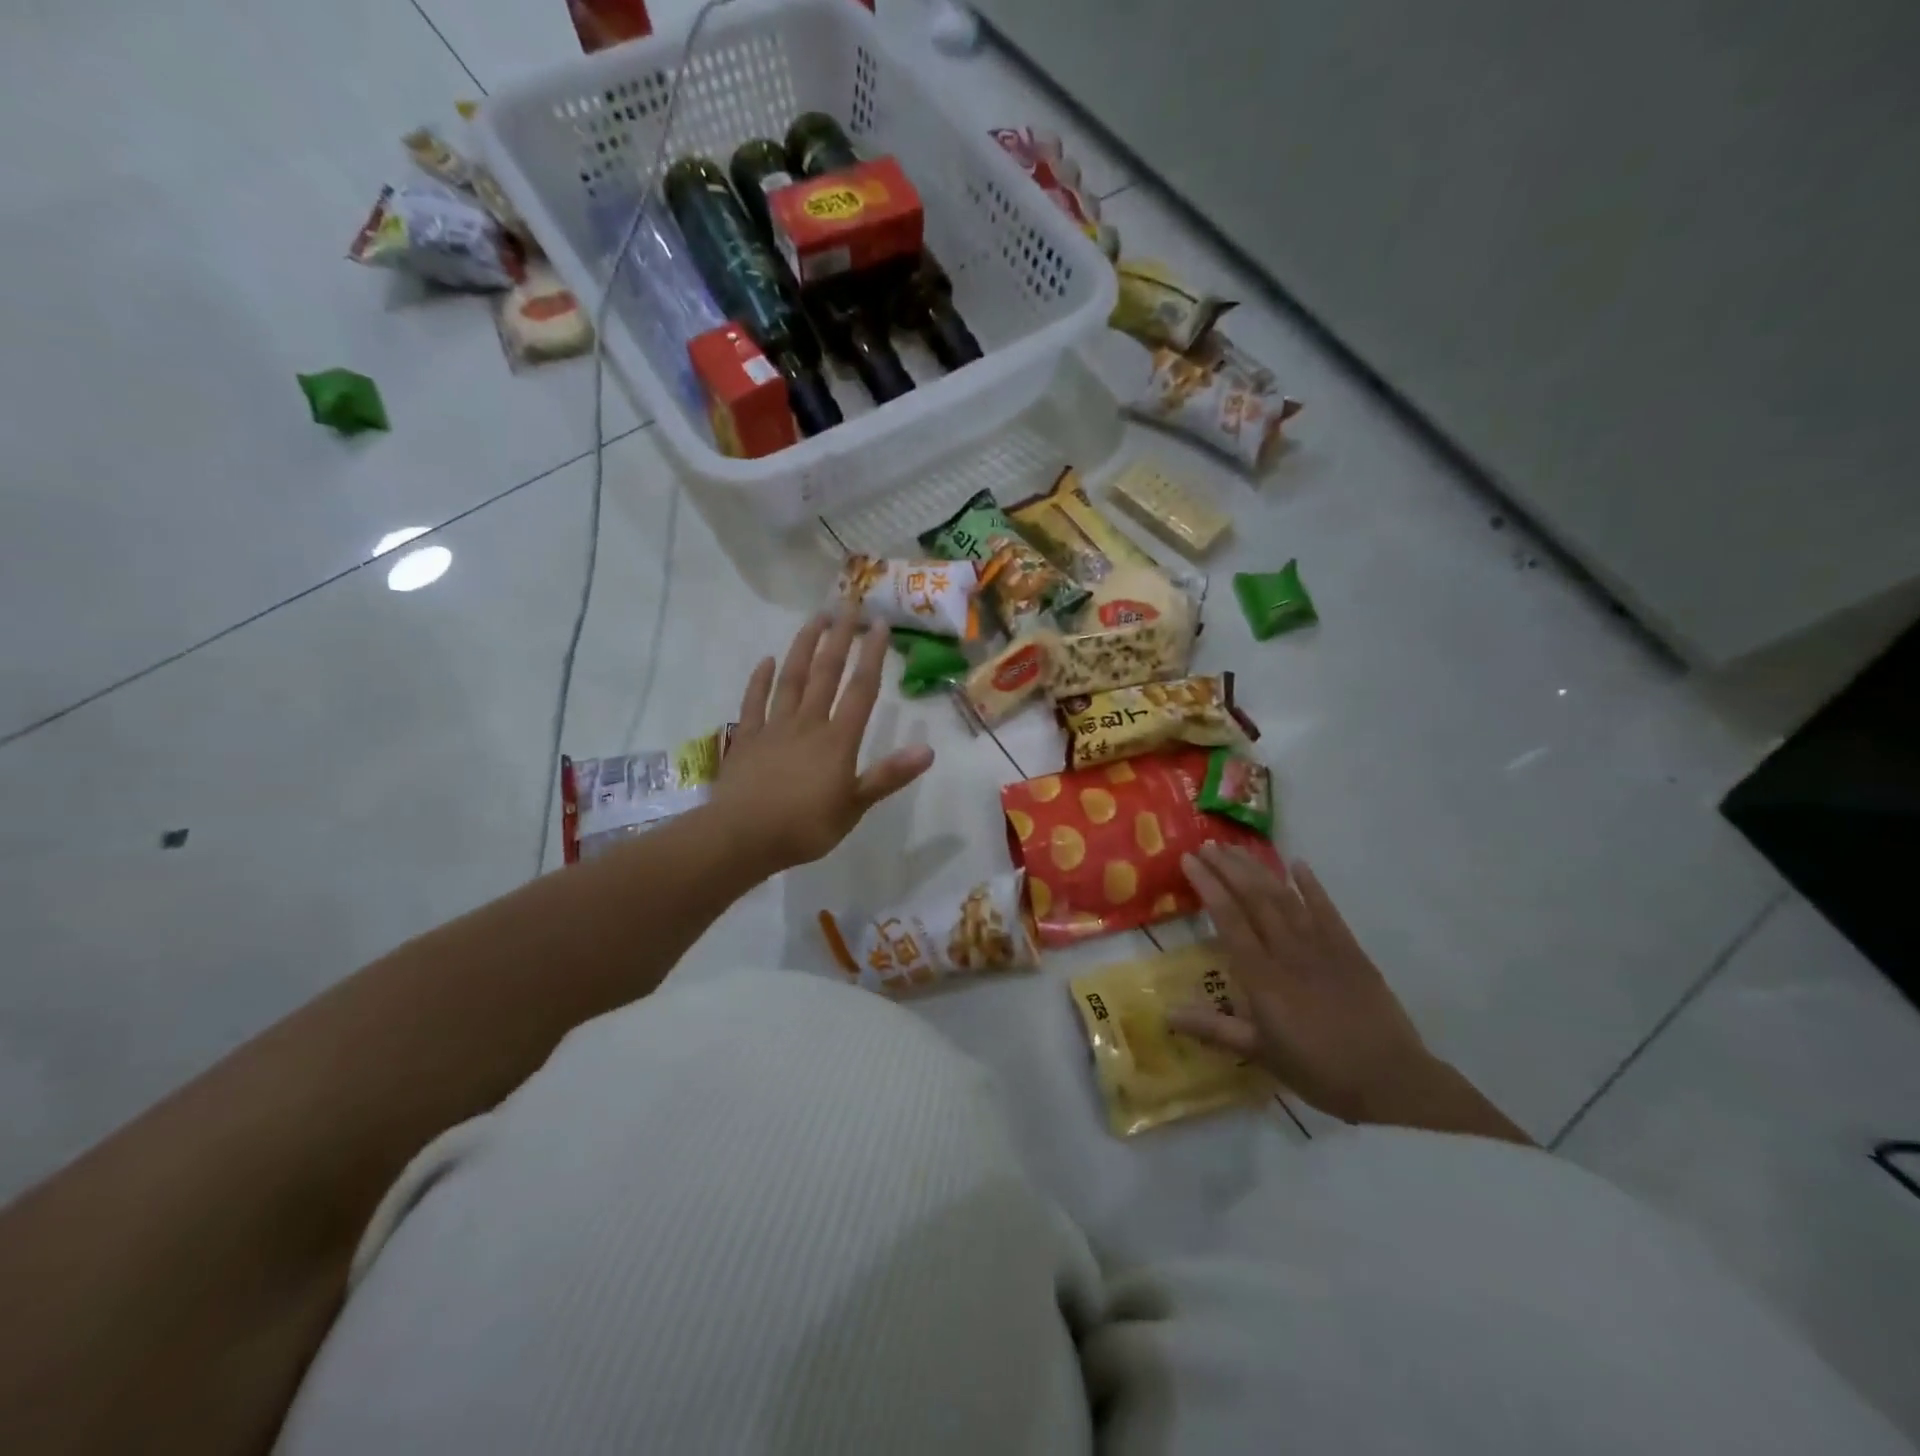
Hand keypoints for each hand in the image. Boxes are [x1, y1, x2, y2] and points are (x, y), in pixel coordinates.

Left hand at [710, 608, 935, 873]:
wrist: (742, 837)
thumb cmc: (804, 827)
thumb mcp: (854, 807)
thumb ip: (888, 775)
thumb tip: (928, 750)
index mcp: (837, 740)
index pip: (860, 690)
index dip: (871, 656)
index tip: (879, 624)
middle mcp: (808, 723)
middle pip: (826, 673)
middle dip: (840, 637)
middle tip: (848, 604)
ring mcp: (774, 727)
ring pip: (791, 679)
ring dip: (803, 647)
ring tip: (815, 619)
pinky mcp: (747, 739)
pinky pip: (754, 703)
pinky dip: (760, 681)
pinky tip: (767, 661)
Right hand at [1167, 845, 1439, 1123]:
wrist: (1391, 1082)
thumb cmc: (1319, 1070)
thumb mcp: (1260, 1054)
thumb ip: (1213, 1028)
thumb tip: (1166, 1014)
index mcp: (1263, 976)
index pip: (1229, 919)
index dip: (1208, 886)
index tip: (1189, 860)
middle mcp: (1289, 952)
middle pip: (1254, 899)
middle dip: (1228, 868)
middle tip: (1206, 844)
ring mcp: (1322, 947)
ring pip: (1285, 897)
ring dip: (1259, 870)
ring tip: (1236, 848)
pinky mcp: (1350, 950)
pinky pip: (1327, 910)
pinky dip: (1312, 885)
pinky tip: (1298, 864)